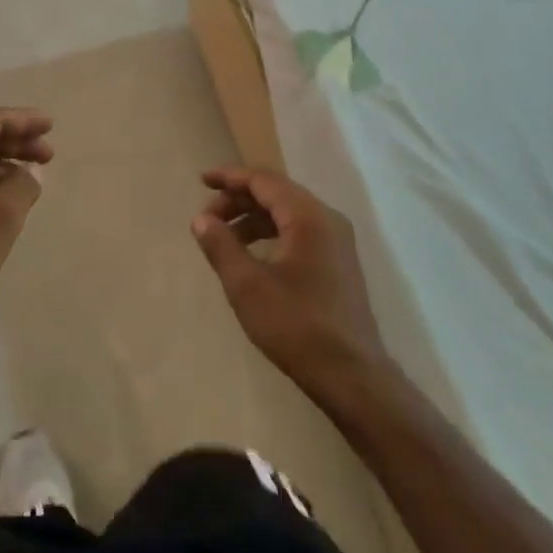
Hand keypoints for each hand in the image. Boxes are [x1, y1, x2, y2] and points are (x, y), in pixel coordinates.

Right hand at [191, 168, 391, 400]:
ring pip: (288, 213)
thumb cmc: (296, 326)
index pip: (264, 181)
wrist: (351, 375)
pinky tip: (251, 255)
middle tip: (207, 218)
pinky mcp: (337, 262)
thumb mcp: (247, 286)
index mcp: (309, 217)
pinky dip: (271, 233)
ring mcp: (336, 241)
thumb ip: (221, 246)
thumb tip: (201, 219)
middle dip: (239, 200)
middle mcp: (327, 219)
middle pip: (277, 193)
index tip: (202, 181)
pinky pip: (299, 232)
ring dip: (253, 218)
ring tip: (223, 237)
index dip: (230, 177)